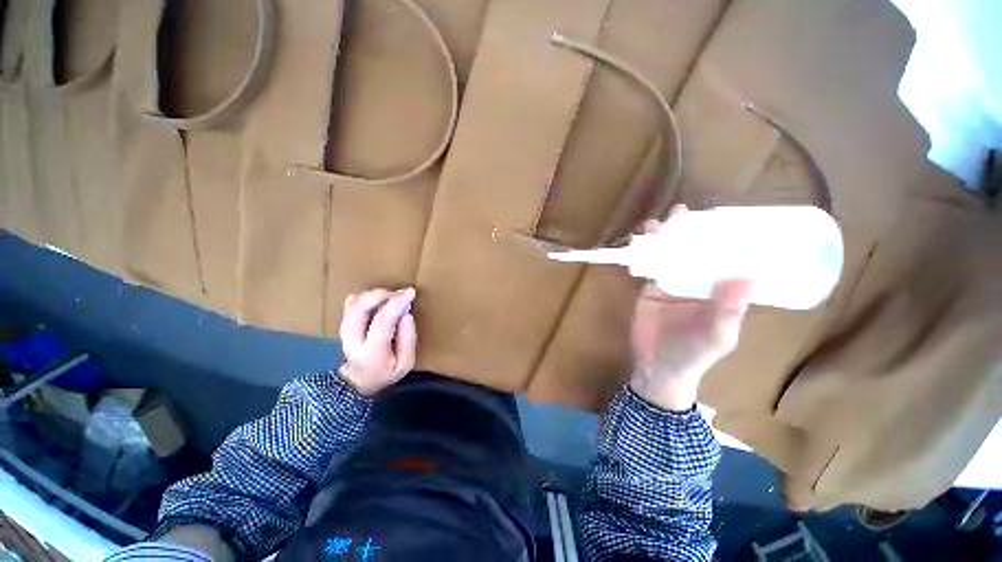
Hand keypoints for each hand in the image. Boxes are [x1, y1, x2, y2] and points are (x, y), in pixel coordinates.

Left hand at [338, 288, 417, 395]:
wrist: (359, 382)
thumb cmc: (387, 372)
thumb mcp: (406, 363)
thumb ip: (408, 339)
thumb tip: (406, 315)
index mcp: (371, 352)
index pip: (382, 321)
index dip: (397, 303)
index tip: (411, 293)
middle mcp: (352, 340)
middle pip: (360, 308)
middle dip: (381, 294)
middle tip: (399, 293)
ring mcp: (344, 331)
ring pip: (354, 303)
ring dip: (374, 294)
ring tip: (392, 296)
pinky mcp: (343, 324)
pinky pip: (351, 304)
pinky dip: (366, 296)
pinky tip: (379, 299)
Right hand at [629, 214, 751, 411]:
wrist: (658, 366)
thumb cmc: (694, 354)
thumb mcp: (718, 335)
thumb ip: (729, 310)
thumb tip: (748, 277)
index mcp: (721, 289)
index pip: (726, 257)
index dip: (725, 237)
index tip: (721, 217)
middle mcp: (698, 281)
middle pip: (695, 250)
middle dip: (689, 231)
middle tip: (682, 213)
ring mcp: (672, 283)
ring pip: (670, 254)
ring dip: (664, 238)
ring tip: (659, 222)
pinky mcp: (650, 288)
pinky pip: (649, 266)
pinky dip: (645, 252)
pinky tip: (641, 240)